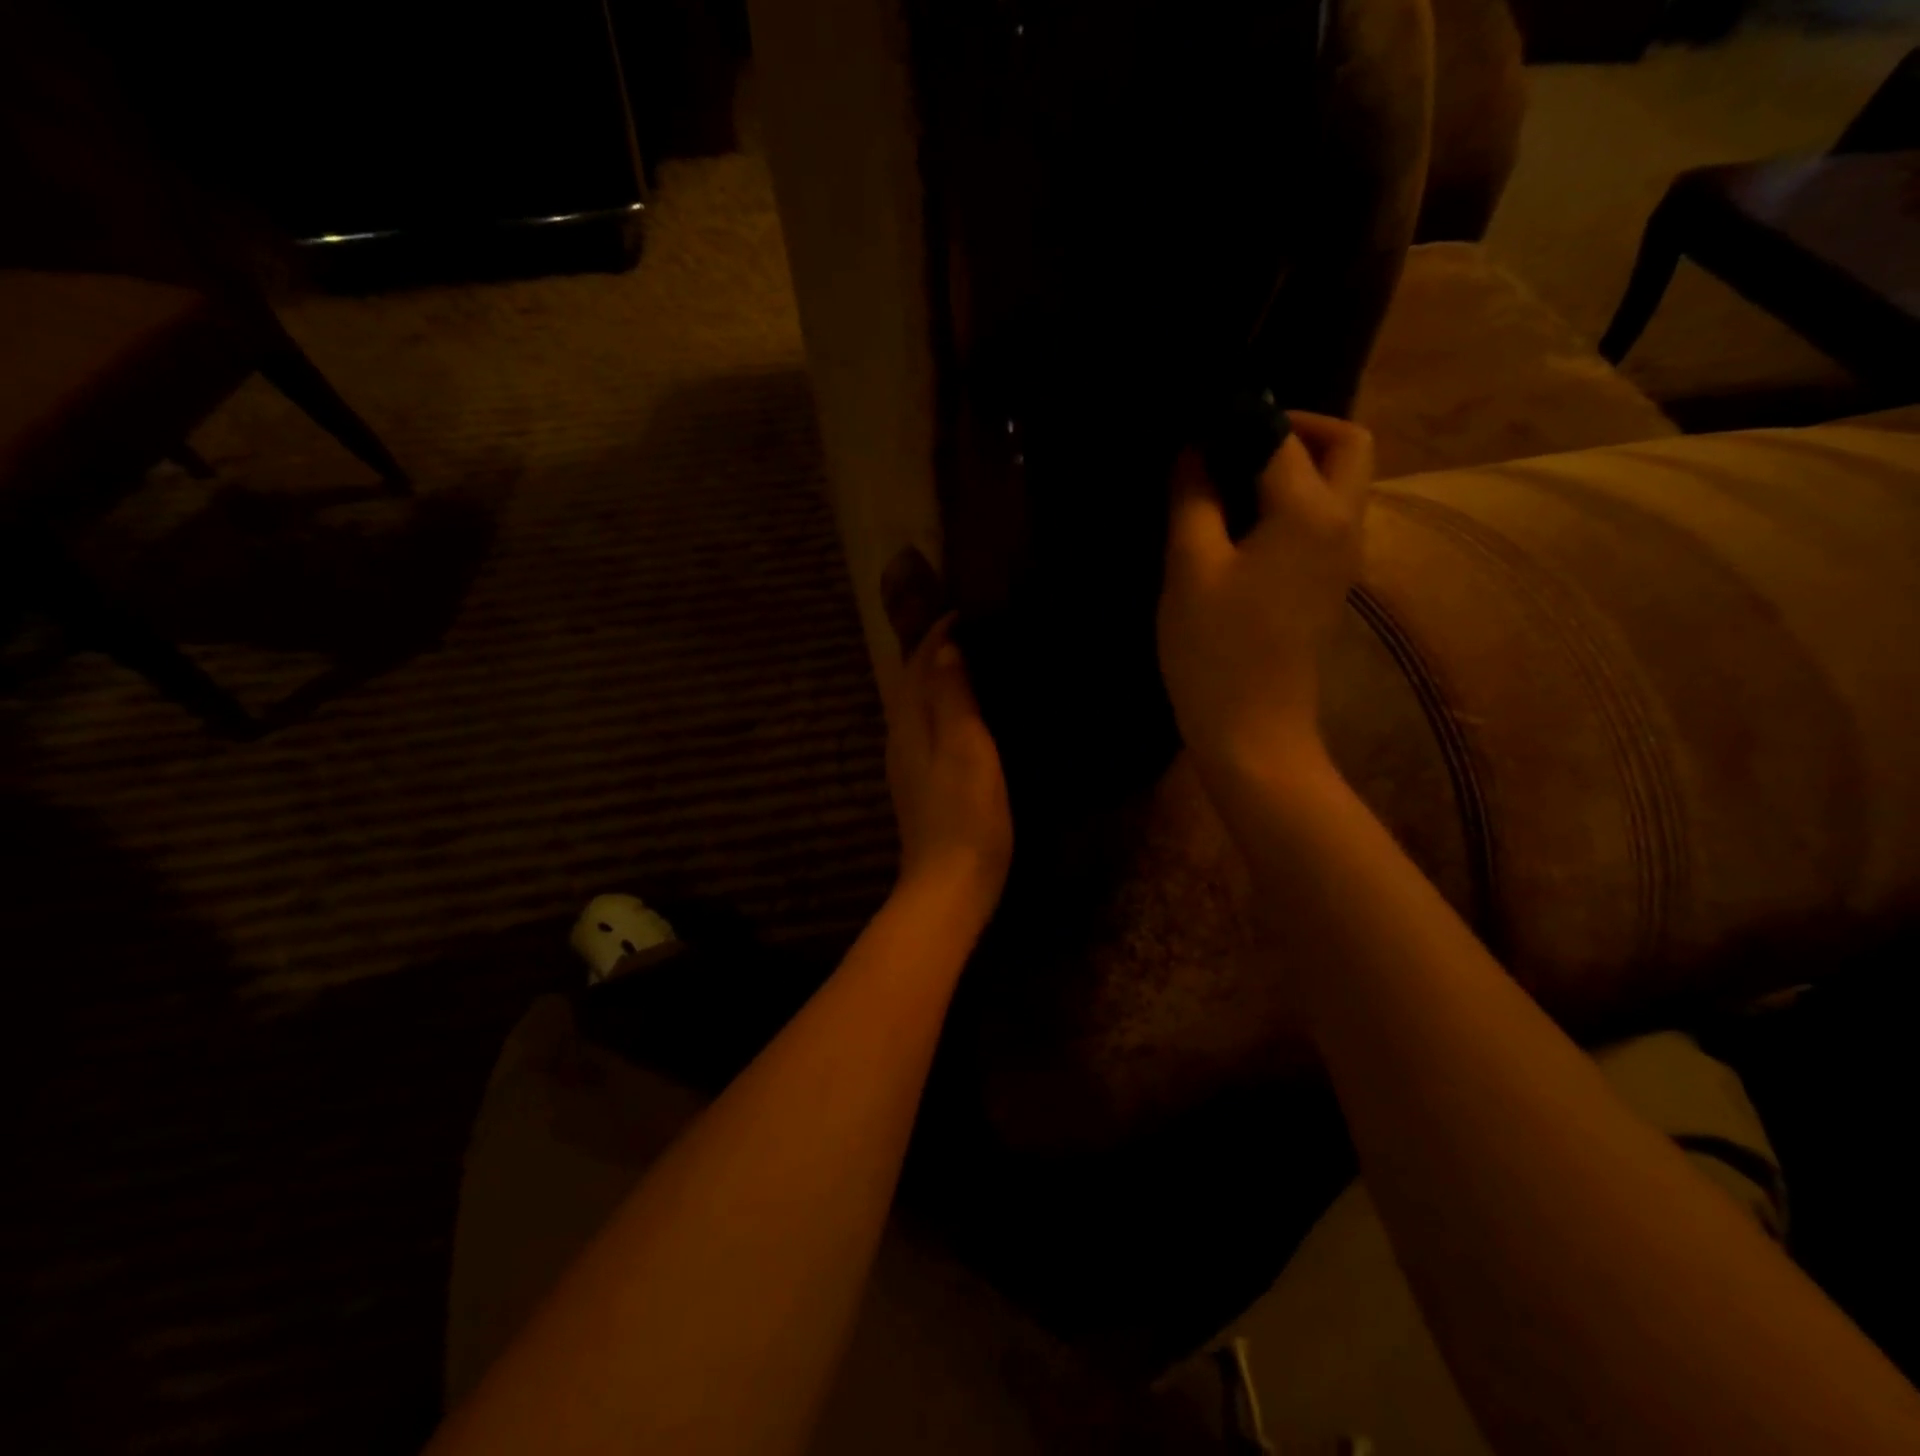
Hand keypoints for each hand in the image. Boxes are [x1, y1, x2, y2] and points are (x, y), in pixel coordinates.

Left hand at [886, 615, 1012, 924]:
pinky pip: (928, 729)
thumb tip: (945, 647)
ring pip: (919, 706)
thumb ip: (953, 696)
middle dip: (935, 651)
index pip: (919, 663)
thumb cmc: (965, 813)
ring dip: (939, 679)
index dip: (939, 633)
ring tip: (973, 662)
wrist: (949, 884)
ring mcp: (909, 764)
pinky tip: (965, 715)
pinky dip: (944, 708)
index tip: (966, 609)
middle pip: (913, 682)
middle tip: (972, 629)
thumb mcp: (966, 747)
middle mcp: (901, 737)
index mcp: (910, 723)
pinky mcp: (922, 785)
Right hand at [1157, 410, 1372, 785]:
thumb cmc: (1216, 650)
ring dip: (1297, 465)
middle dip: (1297, 429)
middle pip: (1347, 446)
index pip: (1284, 438)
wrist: (1253, 731)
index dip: (1241, 421)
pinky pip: (1325, 519)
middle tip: (1235, 444)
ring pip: (1341, 483)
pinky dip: (1294, 501)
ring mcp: (1344, 559)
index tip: (1199, 426)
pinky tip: (1243, 525)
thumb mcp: (1190, 570)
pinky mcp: (1329, 585)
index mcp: (1311, 513)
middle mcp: (1344, 525)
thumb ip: (1193, 501)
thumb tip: (1193, 453)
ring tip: (1231, 481)